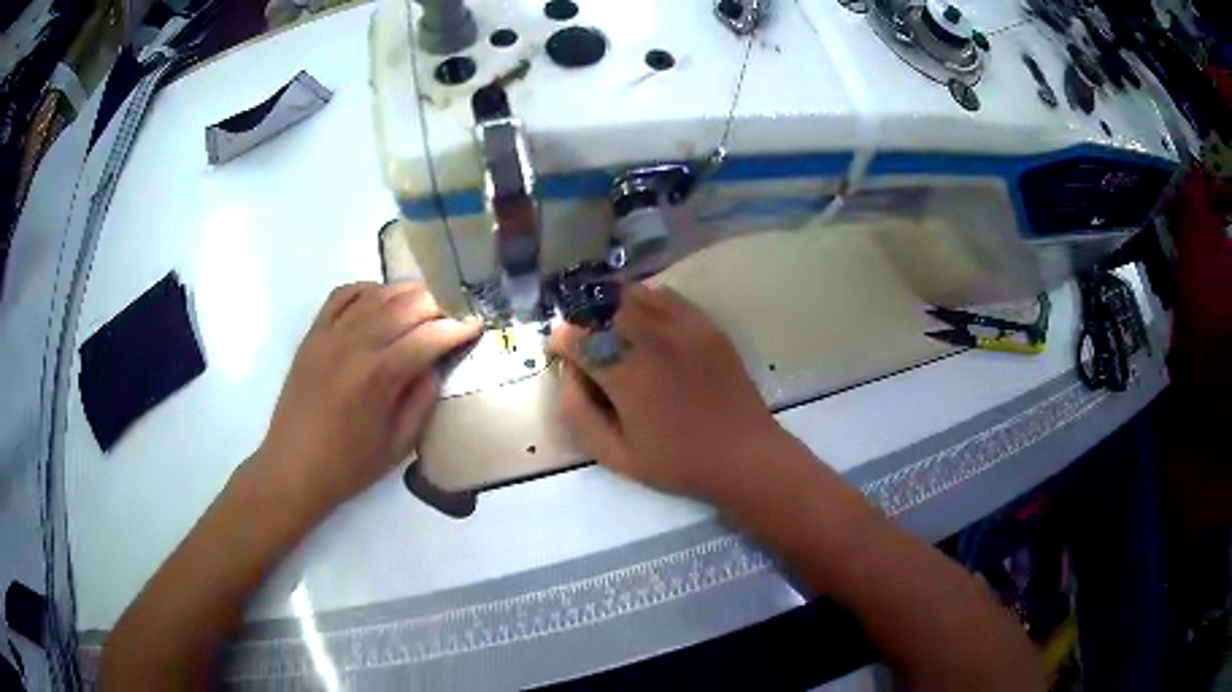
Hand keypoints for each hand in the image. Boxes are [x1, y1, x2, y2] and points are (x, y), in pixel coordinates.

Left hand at [250, 281, 480, 515]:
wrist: (292, 468)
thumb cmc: (348, 466)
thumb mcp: (398, 446)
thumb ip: (422, 400)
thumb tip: (437, 365)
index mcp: (379, 376)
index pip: (429, 336)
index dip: (459, 327)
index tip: (478, 324)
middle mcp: (355, 344)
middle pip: (406, 304)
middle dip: (438, 304)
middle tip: (455, 314)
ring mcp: (330, 334)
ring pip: (377, 293)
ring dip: (407, 292)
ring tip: (426, 302)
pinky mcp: (313, 333)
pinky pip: (342, 294)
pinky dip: (367, 288)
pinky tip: (381, 299)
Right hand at [549, 283, 789, 502]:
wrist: (743, 455)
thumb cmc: (678, 463)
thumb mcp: (617, 456)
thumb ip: (580, 415)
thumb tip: (567, 375)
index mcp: (626, 376)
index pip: (579, 340)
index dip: (562, 340)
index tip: (559, 348)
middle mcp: (652, 342)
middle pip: (605, 310)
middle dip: (587, 320)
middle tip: (587, 338)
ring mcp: (684, 329)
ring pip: (636, 295)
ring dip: (615, 305)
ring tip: (613, 324)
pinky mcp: (706, 327)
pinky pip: (669, 297)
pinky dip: (649, 300)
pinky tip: (647, 318)